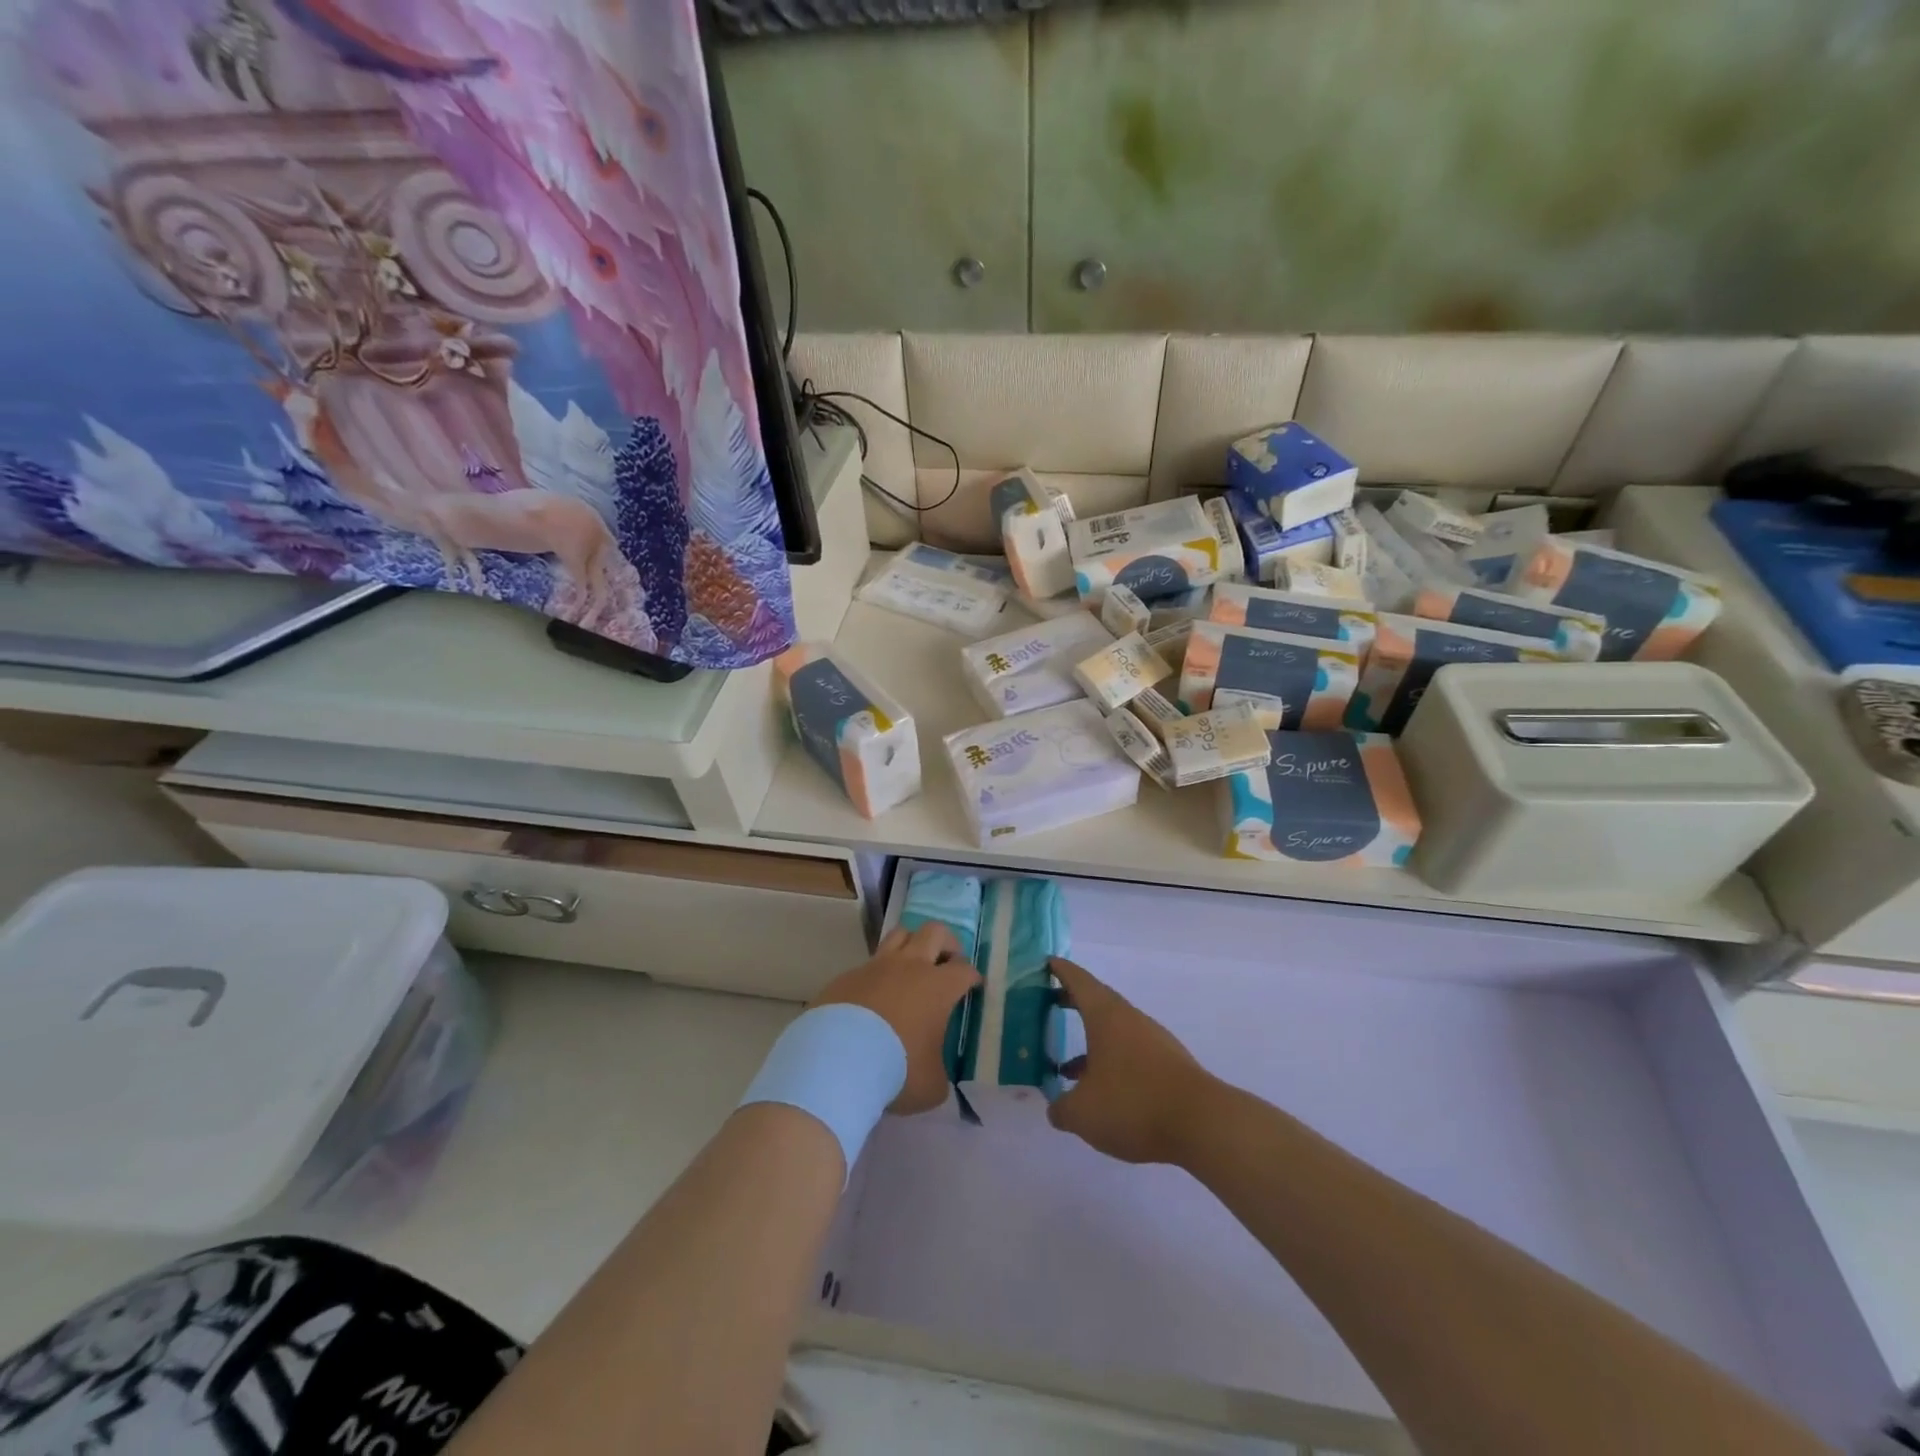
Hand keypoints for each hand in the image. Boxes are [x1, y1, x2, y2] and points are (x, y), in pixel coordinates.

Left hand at [812, 924, 980, 1115]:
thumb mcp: (930, 1085)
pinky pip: (868, 964)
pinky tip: (872, 996)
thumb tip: (933, 1075)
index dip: (972, 976)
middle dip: (946, 942)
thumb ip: (938, 1074)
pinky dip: (877, 973)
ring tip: (912, 964)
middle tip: (947, 961)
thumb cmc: (896, 1070)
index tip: (973, 986)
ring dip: (911, 943)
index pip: (964, 969)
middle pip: (934, 932)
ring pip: (900, 934)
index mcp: (938, 987)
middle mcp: (910, 966)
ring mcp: (876, 966)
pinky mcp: (847, 975)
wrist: (837, 1060)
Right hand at [1046, 956, 1216, 1165]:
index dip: (1061, 971)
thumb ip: (1061, 1108)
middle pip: (1098, 1001)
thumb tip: (1056, 1108)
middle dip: (1072, 1001)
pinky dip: (1111, 1061)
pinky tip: (1103, 1092)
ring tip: (1067, 1066)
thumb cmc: (1133, 1104)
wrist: (1202, 1123)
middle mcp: (1130, 1020)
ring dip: (1091, 1039)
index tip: (1047, 962)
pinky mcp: (1168, 1064)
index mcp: (1105, 1016)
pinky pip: (1130, 1052)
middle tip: (1048, 1004)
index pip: (1079, 981)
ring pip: (1115, 1030)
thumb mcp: (1083, 1113)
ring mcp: (1152, 1040)